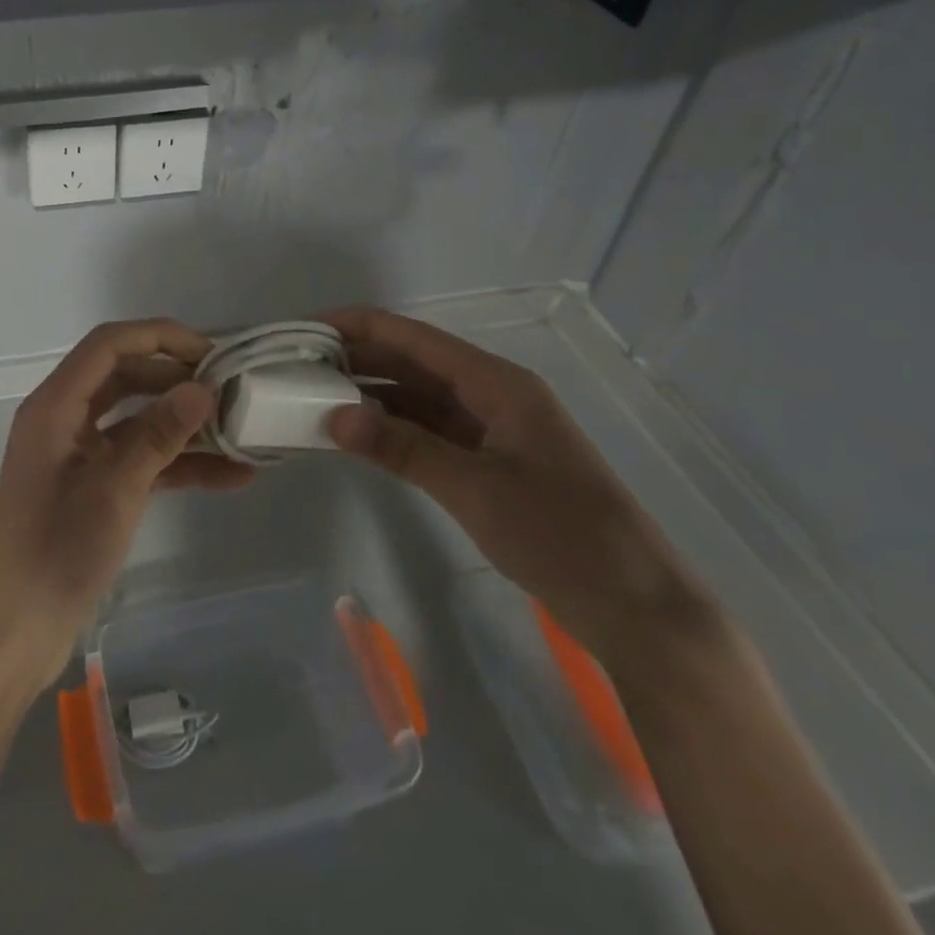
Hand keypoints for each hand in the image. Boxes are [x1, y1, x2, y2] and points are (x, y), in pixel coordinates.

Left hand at [0, 319, 254, 690]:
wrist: (14, 633)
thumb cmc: (55, 553)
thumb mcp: (114, 491)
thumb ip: (158, 435)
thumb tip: (202, 389)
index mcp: (55, 406)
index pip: (109, 344)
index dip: (160, 337)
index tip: (211, 353)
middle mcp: (64, 419)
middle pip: (125, 376)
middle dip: (177, 379)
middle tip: (230, 390)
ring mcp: (78, 453)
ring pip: (136, 419)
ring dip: (184, 424)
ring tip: (240, 431)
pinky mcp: (92, 486)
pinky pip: (138, 458)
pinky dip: (177, 463)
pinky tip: (229, 477)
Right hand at [324, 307, 718, 671]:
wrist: (638, 608)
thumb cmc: (562, 535)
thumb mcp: (474, 488)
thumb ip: (401, 448)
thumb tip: (333, 416)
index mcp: (496, 382)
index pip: (412, 337)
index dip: (357, 326)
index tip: (304, 329)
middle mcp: (492, 394)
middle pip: (412, 362)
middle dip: (356, 358)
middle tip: (296, 365)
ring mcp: (492, 429)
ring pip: (418, 397)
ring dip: (371, 394)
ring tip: (314, 393)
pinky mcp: (489, 462)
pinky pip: (429, 430)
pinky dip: (393, 429)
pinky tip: (358, 433)